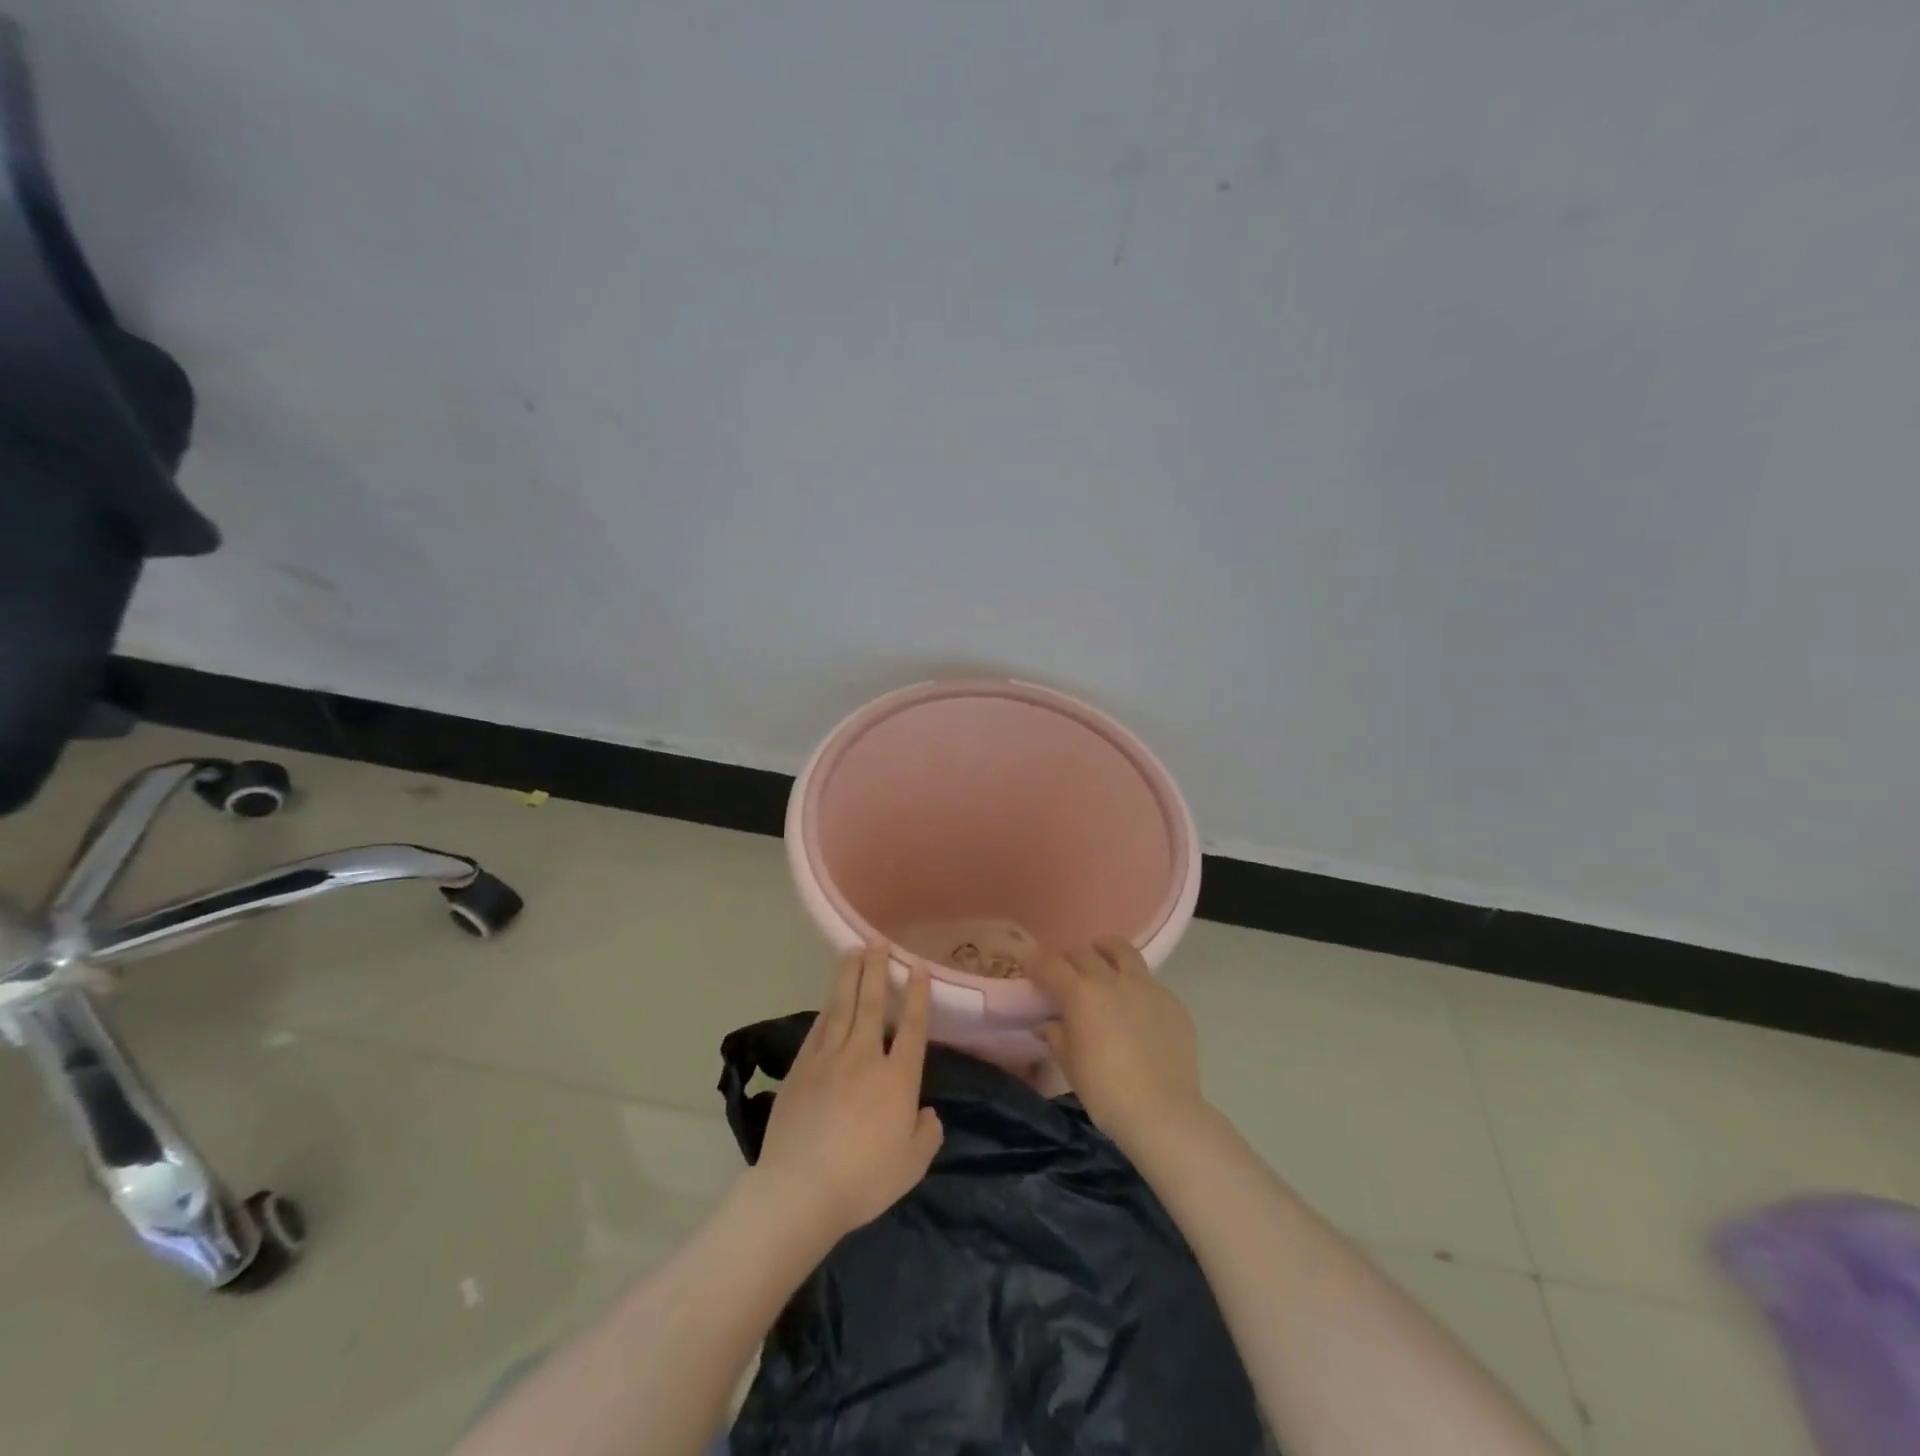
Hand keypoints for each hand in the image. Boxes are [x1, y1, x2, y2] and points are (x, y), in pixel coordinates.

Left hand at [751, 945, 944, 1241]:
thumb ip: (926, 1135)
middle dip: (877, 969)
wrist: (800, 1189)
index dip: (917, 994)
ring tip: (853, 950)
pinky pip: (818, 1028)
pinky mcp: (801, 1069)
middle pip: (873, 1003)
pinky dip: (827, 1007)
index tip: (917, 966)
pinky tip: (830, 997)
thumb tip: (928, 1112)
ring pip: (843, 1006)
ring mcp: (829, 1059)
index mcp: (897, 1078)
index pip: (913, 1027)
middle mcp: (865, 1057)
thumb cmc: (863, 1180)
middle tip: (878, 941)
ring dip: (850, 976)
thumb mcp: (911, 1166)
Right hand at [1027, 937, 1208, 1156]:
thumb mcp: (1069, 1063)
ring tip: (1101, 960)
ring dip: (1105, 951)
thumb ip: (1056, 1035)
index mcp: (1081, 993)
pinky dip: (1133, 984)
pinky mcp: (1172, 1001)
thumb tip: (1049, 1023)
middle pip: (1084, 953)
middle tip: (1063, 972)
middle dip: (1068, 958)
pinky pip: (1148, 981)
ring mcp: (1147, 987)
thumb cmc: (1105, 1091)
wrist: (1163, 1112)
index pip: (1050, 964)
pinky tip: (1134, 1006)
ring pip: (1122, 951)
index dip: (1035, 960)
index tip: (1027, 961)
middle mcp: (1113, 980)